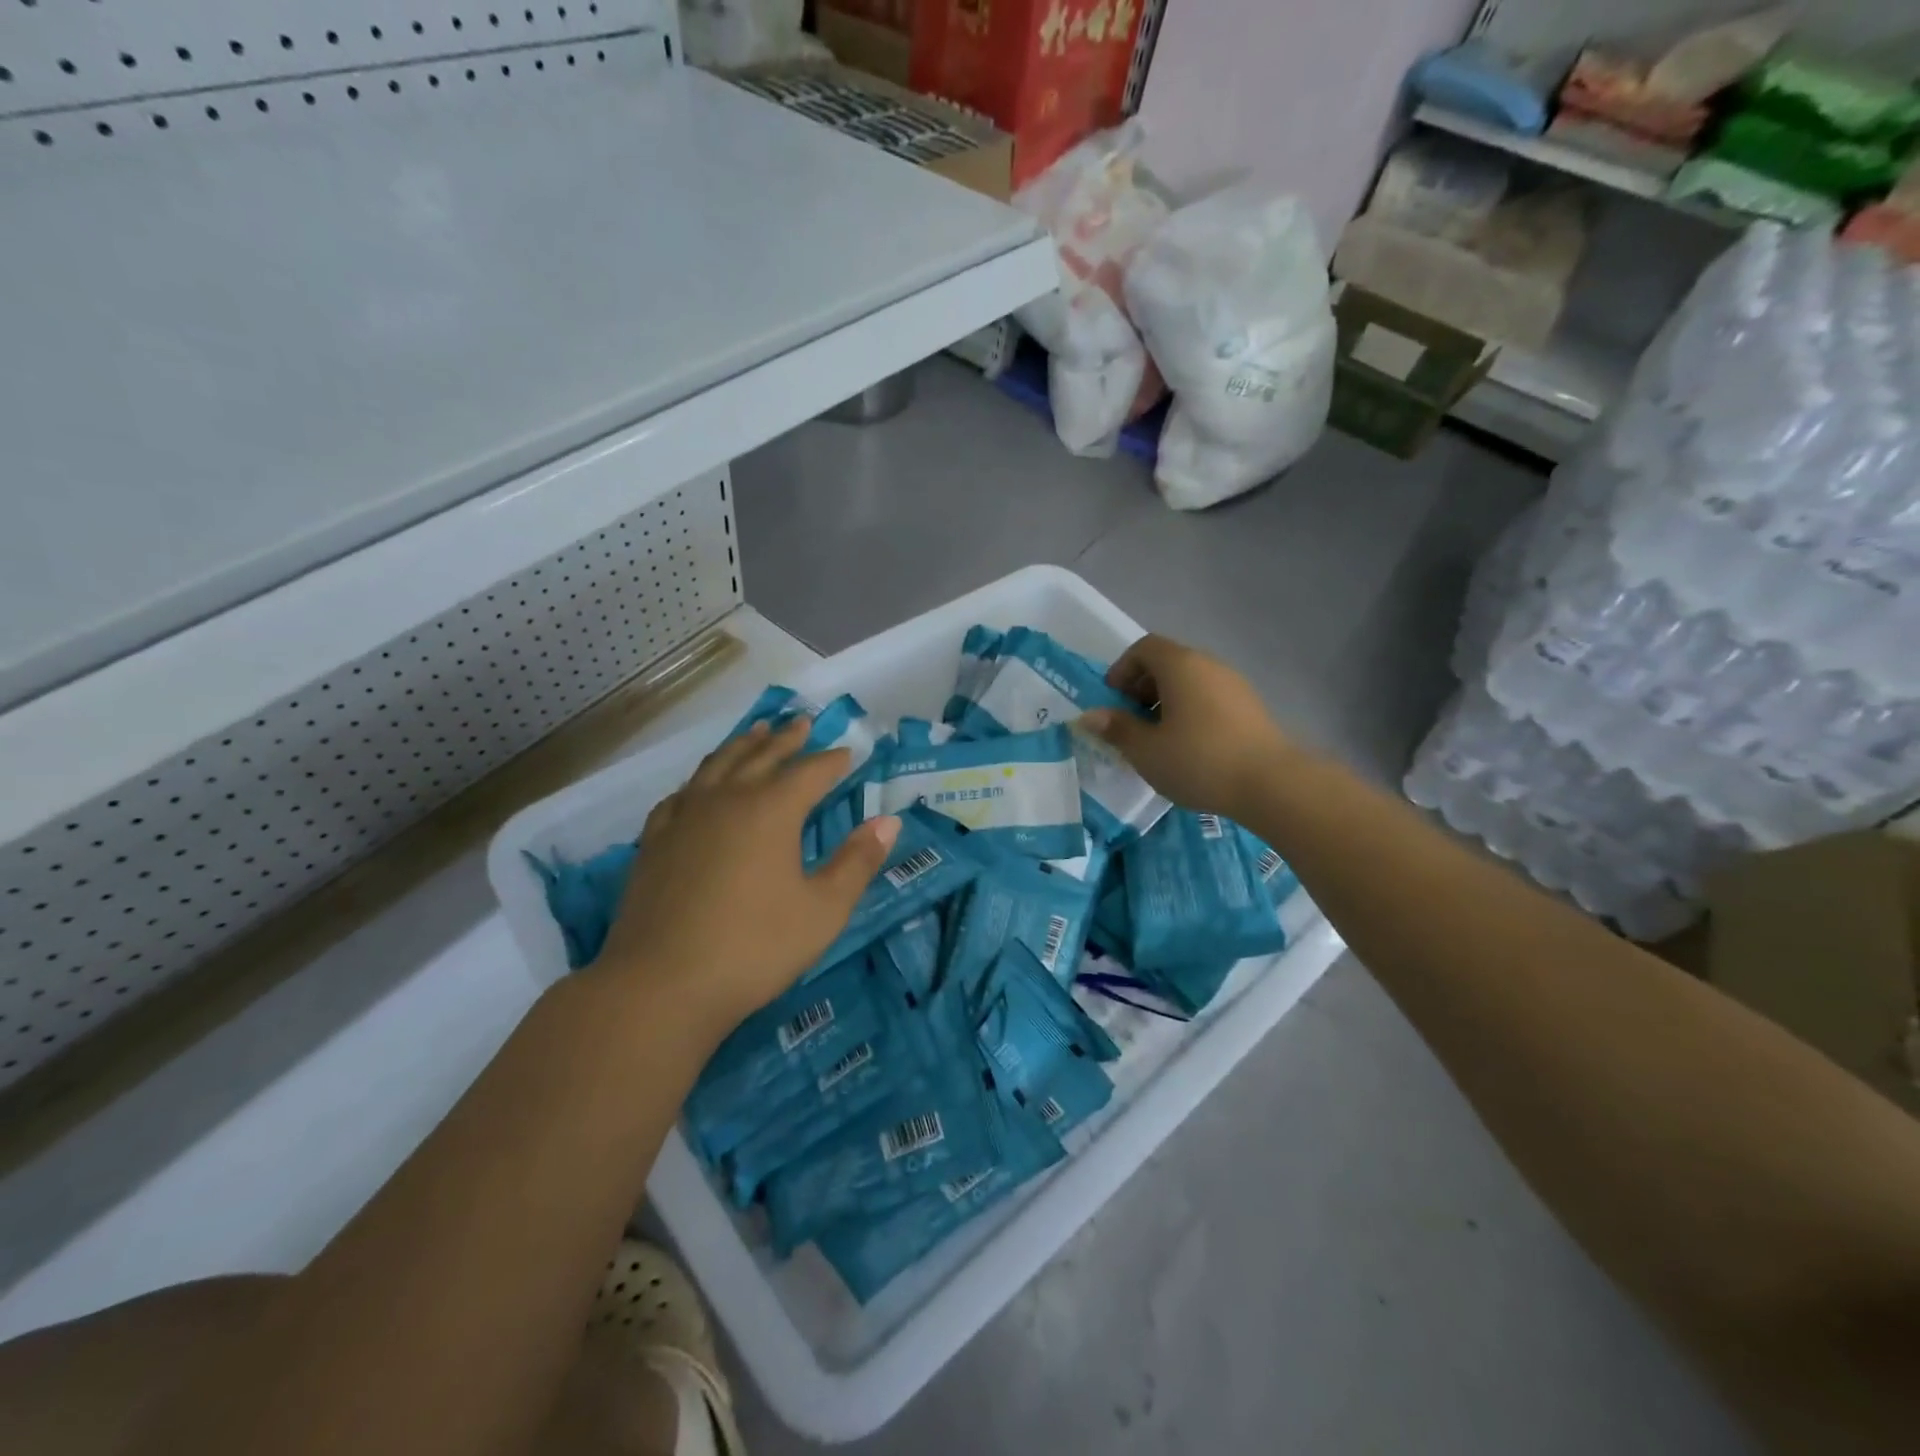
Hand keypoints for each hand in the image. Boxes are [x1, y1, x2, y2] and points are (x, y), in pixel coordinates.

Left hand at [590, 717, 899, 1038]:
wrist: (660, 985)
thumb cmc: (754, 948)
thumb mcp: (823, 910)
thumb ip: (857, 862)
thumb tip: (888, 821)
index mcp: (772, 810)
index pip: (810, 772)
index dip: (832, 761)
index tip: (848, 752)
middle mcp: (727, 799)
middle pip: (762, 756)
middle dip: (787, 739)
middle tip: (802, 722)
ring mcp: (685, 816)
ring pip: (718, 765)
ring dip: (743, 745)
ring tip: (757, 732)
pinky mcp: (655, 840)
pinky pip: (682, 794)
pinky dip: (700, 779)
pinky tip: (700, 786)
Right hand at [1078, 634, 1295, 818]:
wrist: (1271, 784)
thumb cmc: (1198, 760)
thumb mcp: (1146, 750)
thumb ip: (1116, 729)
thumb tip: (1089, 716)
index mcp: (1181, 665)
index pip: (1144, 648)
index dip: (1122, 669)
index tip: (1112, 700)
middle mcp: (1209, 665)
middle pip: (1168, 663)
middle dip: (1141, 688)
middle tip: (1129, 722)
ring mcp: (1234, 685)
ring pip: (1190, 682)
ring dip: (1166, 702)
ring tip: (1156, 739)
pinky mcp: (1250, 708)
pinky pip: (1209, 698)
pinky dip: (1190, 712)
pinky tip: (1188, 748)